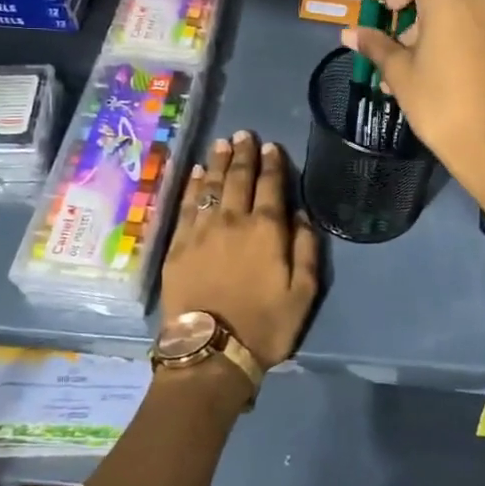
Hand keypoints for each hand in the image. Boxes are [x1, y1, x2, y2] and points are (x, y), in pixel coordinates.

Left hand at [161, 131, 319, 370]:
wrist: (211, 351)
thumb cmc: (265, 325)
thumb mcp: (303, 293)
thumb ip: (306, 248)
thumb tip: (300, 213)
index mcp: (267, 230)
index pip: (271, 186)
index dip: (272, 164)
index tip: (270, 146)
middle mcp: (234, 220)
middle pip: (238, 178)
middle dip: (243, 154)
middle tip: (244, 134)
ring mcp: (202, 230)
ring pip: (210, 185)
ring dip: (217, 162)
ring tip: (222, 143)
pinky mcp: (178, 244)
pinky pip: (186, 205)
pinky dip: (192, 185)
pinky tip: (195, 172)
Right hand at [342, 0, 484, 194]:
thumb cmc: (439, 102)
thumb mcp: (399, 72)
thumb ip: (376, 44)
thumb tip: (351, 33)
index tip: (374, 3)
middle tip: (392, 13)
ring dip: (434, 2)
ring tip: (409, 41)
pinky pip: (477, 11)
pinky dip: (455, 17)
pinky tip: (437, 52)